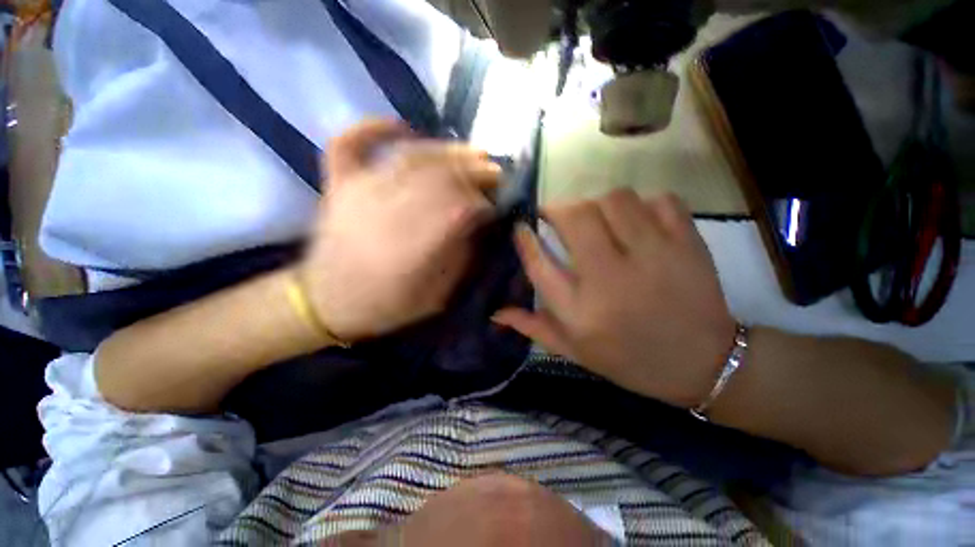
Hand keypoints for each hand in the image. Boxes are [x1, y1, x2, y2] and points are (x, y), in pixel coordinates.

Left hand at [301, 120, 500, 341]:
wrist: (325, 303)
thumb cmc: (385, 305)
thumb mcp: (435, 297)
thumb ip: (458, 259)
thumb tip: (478, 223)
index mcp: (410, 251)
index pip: (457, 210)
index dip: (482, 203)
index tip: (496, 206)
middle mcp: (384, 215)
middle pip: (437, 178)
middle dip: (473, 173)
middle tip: (496, 173)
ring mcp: (356, 193)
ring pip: (408, 157)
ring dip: (446, 151)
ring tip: (473, 152)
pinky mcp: (339, 185)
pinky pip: (349, 143)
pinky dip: (373, 128)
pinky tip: (402, 125)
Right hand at [493, 189, 736, 407]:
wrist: (703, 364)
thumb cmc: (629, 359)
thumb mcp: (574, 351)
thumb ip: (533, 327)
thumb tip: (495, 311)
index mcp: (581, 312)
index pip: (539, 263)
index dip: (524, 238)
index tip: (521, 226)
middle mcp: (612, 280)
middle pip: (575, 218)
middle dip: (557, 208)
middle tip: (555, 216)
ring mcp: (654, 257)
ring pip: (614, 199)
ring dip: (596, 203)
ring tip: (596, 218)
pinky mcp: (688, 244)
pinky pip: (659, 200)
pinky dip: (642, 204)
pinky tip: (637, 222)